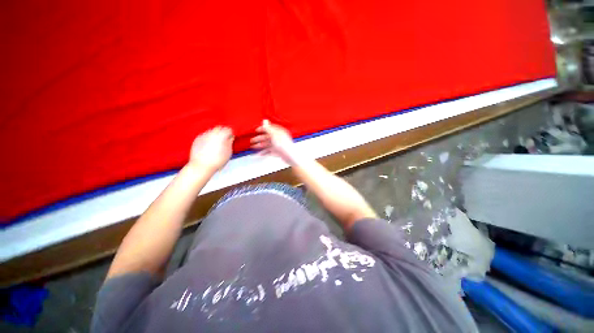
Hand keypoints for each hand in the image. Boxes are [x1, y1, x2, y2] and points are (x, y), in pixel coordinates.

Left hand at [189, 126, 233, 171]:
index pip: (228, 129)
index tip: (231, 138)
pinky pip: (205, 136)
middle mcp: (212, 133)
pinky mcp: (197, 139)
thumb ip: (230, 143)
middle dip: (222, 132)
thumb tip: (230, 137)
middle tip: (224, 140)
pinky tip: (209, 146)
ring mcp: (203, 135)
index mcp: (221, 135)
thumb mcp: (228, 152)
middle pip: (219, 128)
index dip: (230, 133)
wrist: (202, 166)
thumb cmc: (218, 160)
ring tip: (216, 144)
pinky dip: (208, 138)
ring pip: (211, 131)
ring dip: (215, 135)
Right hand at [250, 120, 300, 164]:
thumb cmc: (283, 145)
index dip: (263, 129)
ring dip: (260, 145)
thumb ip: (268, 128)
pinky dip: (264, 152)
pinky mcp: (277, 152)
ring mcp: (278, 145)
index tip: (256, 130)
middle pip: (267, 137)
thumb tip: (265, 120)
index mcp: (279, 132)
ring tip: (253, 147)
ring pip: (267, 144)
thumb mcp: (274, 135)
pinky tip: (259, 154)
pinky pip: (269, 151)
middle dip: (259, 138)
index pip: (270, 128)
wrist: (289, 156)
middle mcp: (279, 138)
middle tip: (252, 141)